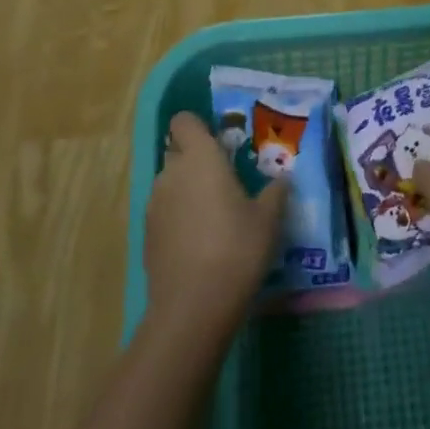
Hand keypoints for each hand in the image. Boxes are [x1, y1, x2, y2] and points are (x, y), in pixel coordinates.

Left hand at [145, 113, 285, 333]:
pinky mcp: (147, 234)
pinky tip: (200, 243)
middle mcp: (171, 172)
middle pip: (178, 151)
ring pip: (171, 182)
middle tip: (226, 180)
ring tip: (215, 216)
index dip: (199, 126)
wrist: (192, 308)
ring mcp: (154, 204)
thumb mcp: (268, 219)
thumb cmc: (236, 249)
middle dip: (197, 160)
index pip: (184, 121)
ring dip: (188, 189)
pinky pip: (165, 211)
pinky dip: (179, 217)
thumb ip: (275, 192)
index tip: (221, 142)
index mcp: (200, 157)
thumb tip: (282, 179)